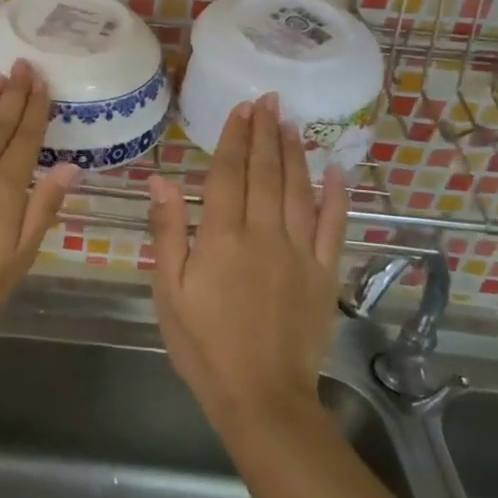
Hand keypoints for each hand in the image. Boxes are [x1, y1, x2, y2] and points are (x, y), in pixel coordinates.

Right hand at [148, 94, 349, 436]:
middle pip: (265, 174)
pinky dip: (337, 197)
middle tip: (269, 100)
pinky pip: (333, 227)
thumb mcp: (169, 290)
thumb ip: (168, 232)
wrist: (260, 397)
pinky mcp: (324, 275)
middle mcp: (264, 236)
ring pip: (299, 191)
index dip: (234, 139)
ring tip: (291, 122)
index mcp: (221, 238)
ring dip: (295, 154)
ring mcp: (299, 254)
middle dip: (266, 134)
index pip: (228, 175)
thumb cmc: (202, 344)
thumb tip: (160, 181)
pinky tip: (337, 171)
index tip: (241, 109)